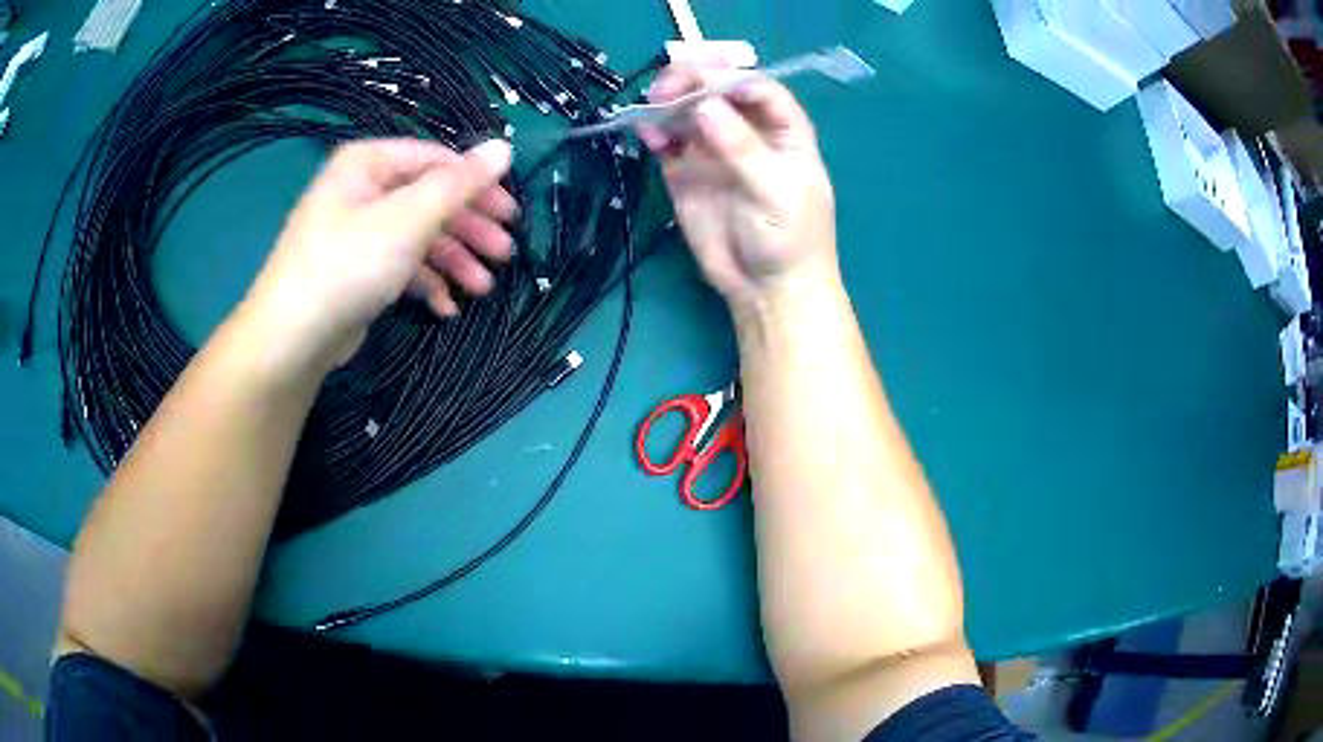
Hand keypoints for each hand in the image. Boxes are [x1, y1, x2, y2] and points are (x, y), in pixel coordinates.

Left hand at [244, 138, 514, 368]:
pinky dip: (424, 283)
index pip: (436, 160)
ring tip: (481, 289)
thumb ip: (459, 183)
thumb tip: (505, 147)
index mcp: (368, 163)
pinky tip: (446, 308)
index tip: (510, 214)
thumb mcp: (409, 218)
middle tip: (504, 254)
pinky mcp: (356, 270)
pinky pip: (398, 265)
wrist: (292, 338)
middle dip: (468, 229)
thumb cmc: (350, 264)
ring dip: (453, 261)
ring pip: (417, 236)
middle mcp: (362, 190)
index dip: (477, 183)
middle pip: (429, 199)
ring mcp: (357, 232)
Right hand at [638, 63, 838, 309]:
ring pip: (687, 108)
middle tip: (666, 91)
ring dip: (667, 101)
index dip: (731, 77)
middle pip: (716, 88)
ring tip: (652, 109)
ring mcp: (714, 147)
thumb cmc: (789, 238)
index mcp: (783, 129)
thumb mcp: (776, 191)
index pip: (757, 87)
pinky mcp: (685, 169)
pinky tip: (647, 135)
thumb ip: (742, 147)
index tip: (704, 83)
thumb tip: (704, 106)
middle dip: (691, 81)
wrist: (765, 288)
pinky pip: (667, 140)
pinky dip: (654, 132)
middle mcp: (746, 129)